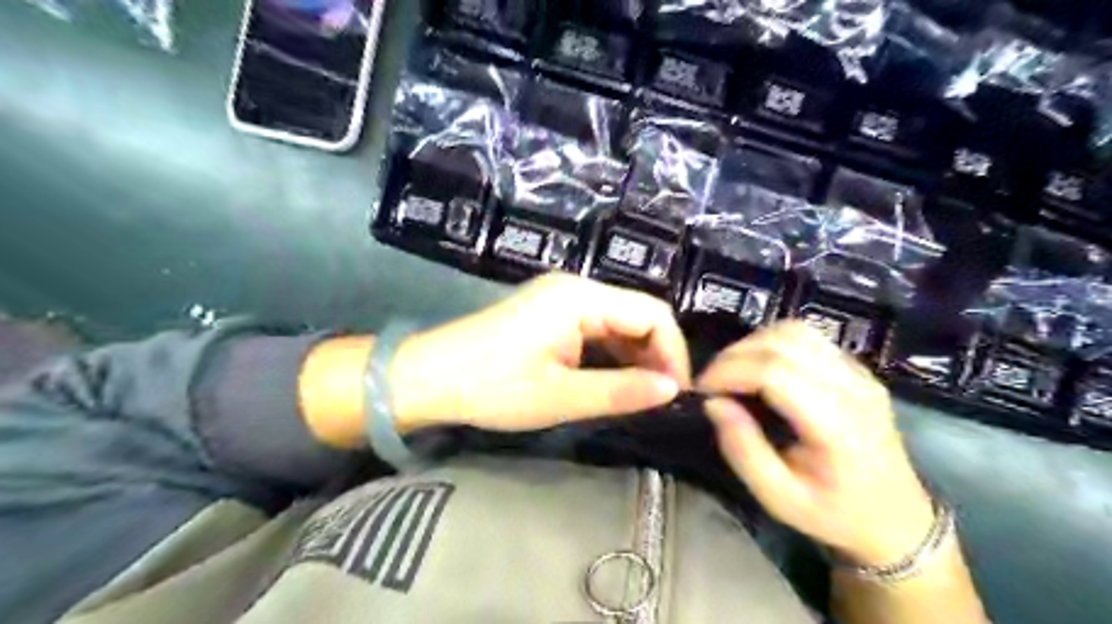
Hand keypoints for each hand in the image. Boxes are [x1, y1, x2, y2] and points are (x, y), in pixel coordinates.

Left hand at [388, 274, 691, 433]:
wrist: (429, 377)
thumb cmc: (492, 386)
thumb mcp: (561, 397)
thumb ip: (620, 391)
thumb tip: (672, 390)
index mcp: (581, 298)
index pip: (652, 313)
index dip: (673, 352)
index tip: (678, 393)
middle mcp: (576, 288)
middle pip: (637, 313)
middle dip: (657, 354)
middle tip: (662, 398)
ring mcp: (561, 298)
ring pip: (618, 321)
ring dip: (636, 355)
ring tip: (643, 394)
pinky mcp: (550, 313)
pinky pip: (597, 327)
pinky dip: (612, 353)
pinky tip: (615, 379)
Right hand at [698, 324, 931, 567]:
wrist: (896, 519)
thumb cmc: (833, 514)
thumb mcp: (778, 498)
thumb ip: (743, 450)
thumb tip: (713, 403)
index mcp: (837, 425)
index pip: (775, 373)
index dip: (730, 372)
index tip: (701, 390)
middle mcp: (853, 388)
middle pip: (783, 343)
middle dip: (734, 356)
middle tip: (710, 381)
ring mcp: (859, 373)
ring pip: (795, 331)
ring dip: (753, 344)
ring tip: (732, 372)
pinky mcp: (856, 368)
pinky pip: (807, 337)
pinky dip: (772, 343)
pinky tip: (759, 367)